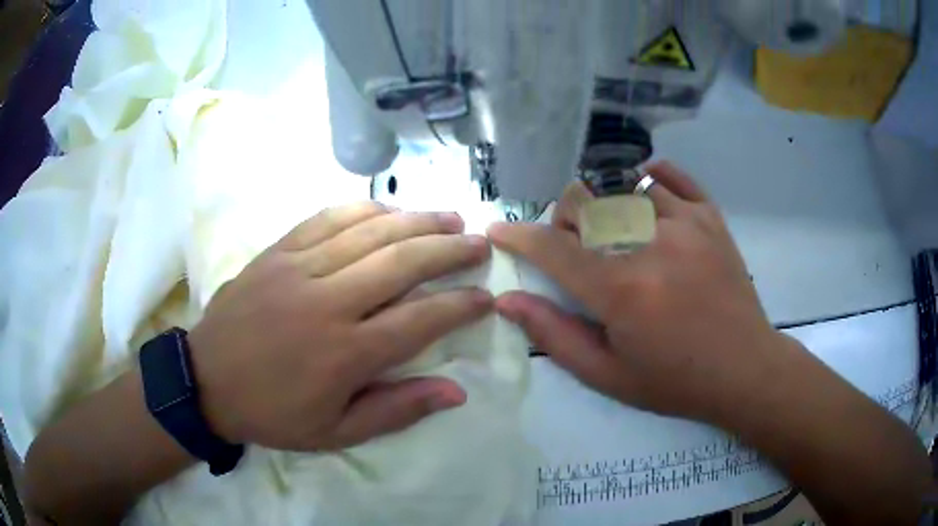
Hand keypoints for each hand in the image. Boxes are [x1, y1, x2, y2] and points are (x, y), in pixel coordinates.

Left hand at [188, 203, 491, 450]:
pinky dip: (364, 209)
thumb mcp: (335, 432)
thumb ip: (396, 410)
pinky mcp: (277, 252)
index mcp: (344, 354)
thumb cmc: (272, 413)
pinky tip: (389, 209)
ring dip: (416, 221)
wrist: (207, 381)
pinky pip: (326, 219)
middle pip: (401, 263)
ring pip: (369, 232)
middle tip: (479, 244)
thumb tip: (456, 392)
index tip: (485, 297)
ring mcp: (298, 269)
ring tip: (449, 218)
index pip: (419, 321)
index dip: (459, 305)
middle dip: (449, 250)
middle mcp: (327, 302)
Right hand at [488, 162, 784, 423]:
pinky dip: (648, 177)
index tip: (500, 231)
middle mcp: (650, 244)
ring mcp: (686, 223)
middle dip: (561, 222)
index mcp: (622, 290)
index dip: (518, 236)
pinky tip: (641, 191)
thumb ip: (555, 335)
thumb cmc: (675, 380)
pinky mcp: (710, 217)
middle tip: (569, 247)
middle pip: (584, 203)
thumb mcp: (608, 375)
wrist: (744, 369)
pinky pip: (672, 177)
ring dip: (601, 203)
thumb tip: (508, 301)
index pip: (553, 248)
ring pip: (621, 186)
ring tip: (608, 229)